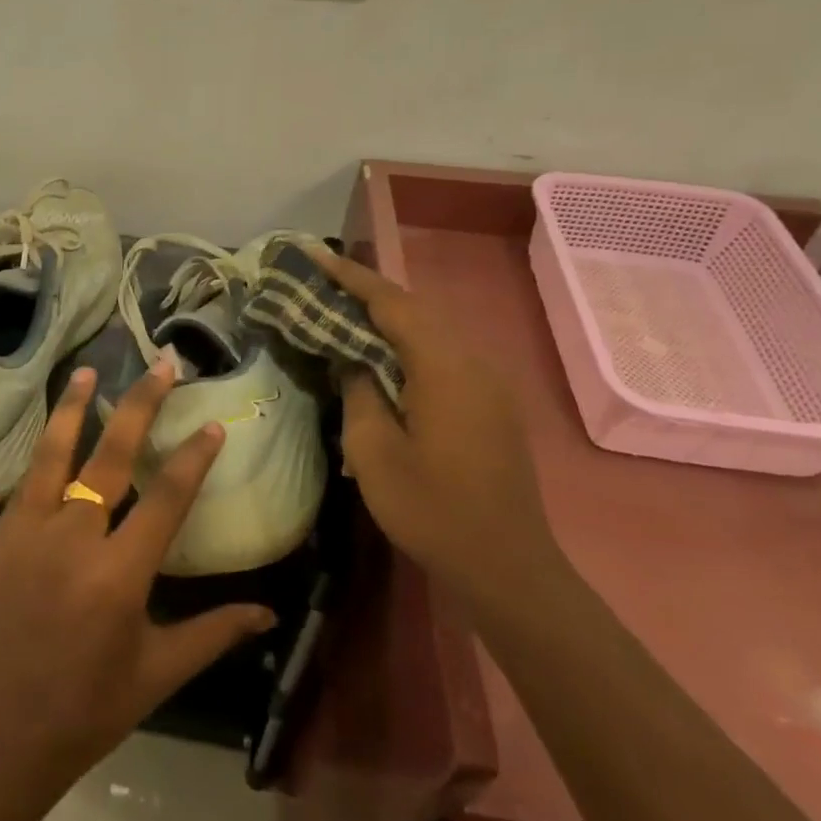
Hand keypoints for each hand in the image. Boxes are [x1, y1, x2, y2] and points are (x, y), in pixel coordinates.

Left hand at [0, 363, 276, 790]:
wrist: (0, 734)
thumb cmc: (89, 709)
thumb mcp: (159, 672)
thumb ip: (214, 632)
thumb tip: (270, 612)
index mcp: (119, 576)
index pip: (166, 499)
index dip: (193, 457)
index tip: (212, 424)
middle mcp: (73, 541)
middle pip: (111, 457)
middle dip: (140, 406)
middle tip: (162, 366)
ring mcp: (30, 533)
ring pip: (56, 454)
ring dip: (75, 408)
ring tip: (91, 370)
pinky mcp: (1, 537)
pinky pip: (28, 480)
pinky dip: (45, 447)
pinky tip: (57, 425)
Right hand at [315, 249, 567, 616]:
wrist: (506, 565)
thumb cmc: (431, 509)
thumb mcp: (374, 452)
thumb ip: (359, 392)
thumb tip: (354, 360)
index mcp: (444, 367)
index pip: (391, 303)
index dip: (351, 276)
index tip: (314, 255)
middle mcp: (473, 362)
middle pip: (415, 310)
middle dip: (367, 292)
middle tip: (322, 282)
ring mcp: (489, 383)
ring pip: (432, 331)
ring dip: (389, 318)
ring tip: (345, 313)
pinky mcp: (493, 404)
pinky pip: (445, 355)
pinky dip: (410, 344)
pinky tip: (384, 358)